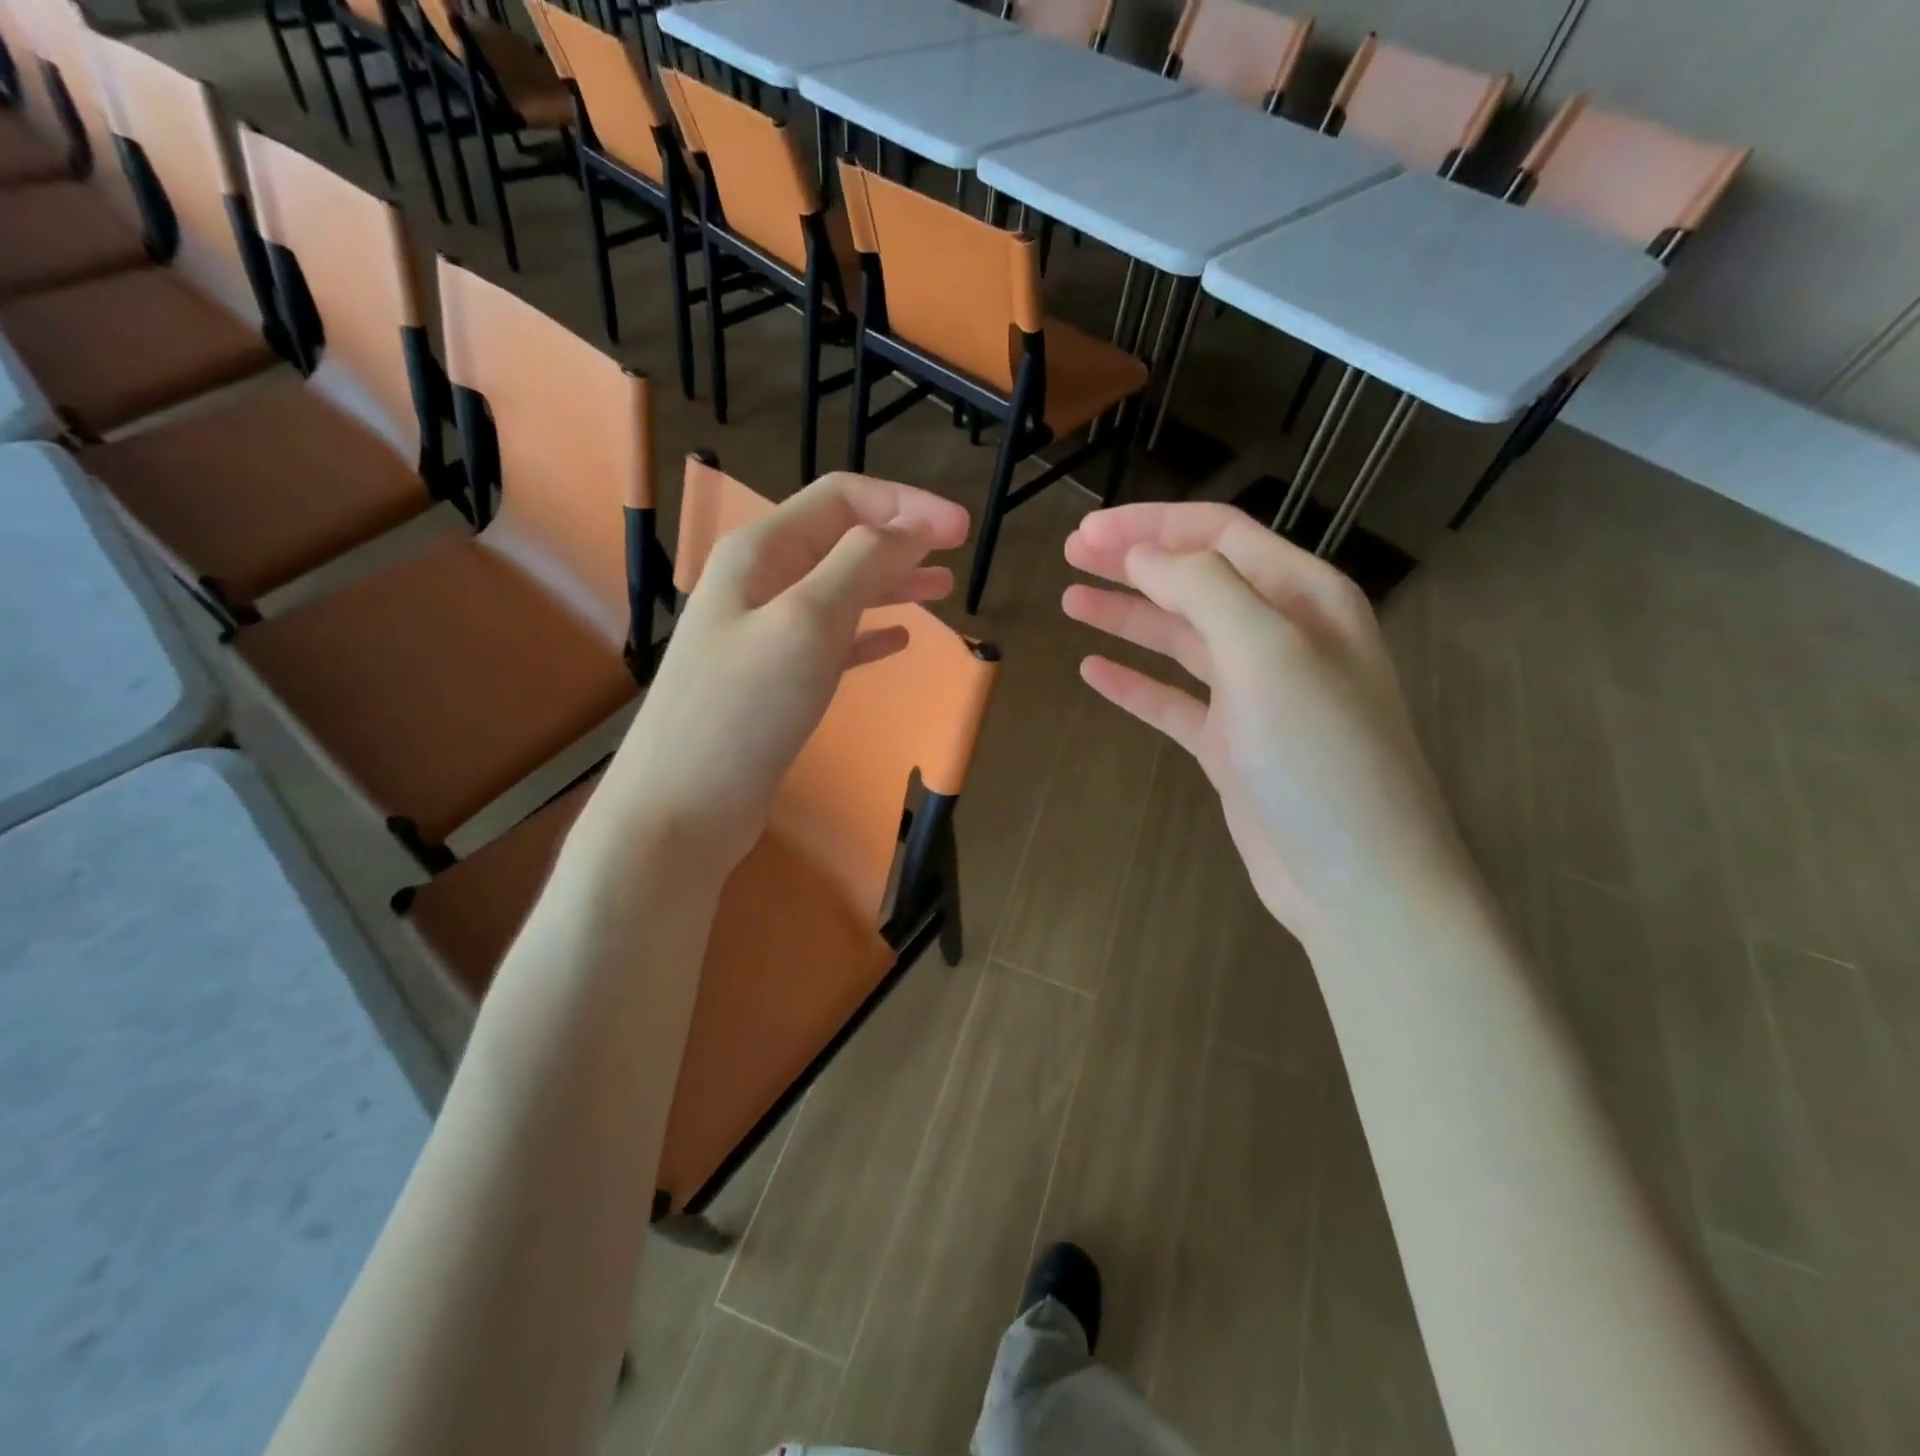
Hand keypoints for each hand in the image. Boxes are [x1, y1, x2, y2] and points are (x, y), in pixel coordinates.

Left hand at [583, 472, 968, 878]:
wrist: (682, 808)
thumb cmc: (744, 710)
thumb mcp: (808, 622)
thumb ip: (862, 564)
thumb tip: (915, 525)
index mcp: (761, 551)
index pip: (842, 499)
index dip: (906, 504)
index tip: (962, 530)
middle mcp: (759, 581)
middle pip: (841, 539)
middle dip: (902, 539)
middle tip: (957, 555)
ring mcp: (763, 633)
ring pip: (840, 589)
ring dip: (891, 582)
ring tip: (941, 591)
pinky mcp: (773, 681)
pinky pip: (831, 640)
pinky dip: (868, 633)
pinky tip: (898, 641)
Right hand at [1062, 502, 1468, 941]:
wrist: (1357, 879)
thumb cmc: (1320, 757)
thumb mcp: (1267, 655)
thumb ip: (1204, 591)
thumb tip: (1142, 555)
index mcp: (1304, 598)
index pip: (1219, 536)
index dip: (1150, 526)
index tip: (1086, 531)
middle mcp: (1280, 637)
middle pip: (1194, 581)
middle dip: (1132, 562)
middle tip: (1070, 553)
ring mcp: (1254, 694)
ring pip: (1179, 638)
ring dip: (1126, 616)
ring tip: (1070, 600)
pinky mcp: (1231, 744)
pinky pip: (1173, 700)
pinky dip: (1134, 684)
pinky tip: (1094, 672)